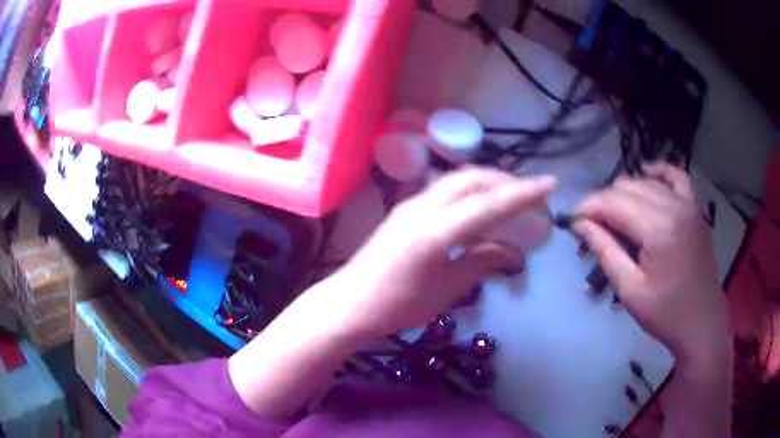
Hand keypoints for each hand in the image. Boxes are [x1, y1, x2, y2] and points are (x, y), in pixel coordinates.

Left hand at [320, 168, 556, 337]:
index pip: (489, 205)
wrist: (349, 304)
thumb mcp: (445, 291)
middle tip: (530, 194)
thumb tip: (513, 252)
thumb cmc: (397, 306)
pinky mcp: (404, 210)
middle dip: (505, 181)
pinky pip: (444, 190)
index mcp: (435, 232)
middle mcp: (423, 208)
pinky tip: (478, 207)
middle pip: (472, 179)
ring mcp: (410, 205)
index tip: (550, 184)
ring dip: (487, 183)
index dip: (523, 194)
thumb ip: (480, 263)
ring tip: (509, 197)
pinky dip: (469, 192)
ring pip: (457, 180)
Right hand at [573, 163, 728, 364]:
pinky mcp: (695, 209)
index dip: (590, 207)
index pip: (614, 203)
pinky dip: (659, 172)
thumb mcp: (630, 290)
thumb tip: (580, 225)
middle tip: (593, 225)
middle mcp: (673, 206)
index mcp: (658, 229)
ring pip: (647, 182)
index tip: (574, 221)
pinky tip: (647, 173)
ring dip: (626, 193)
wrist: (702, 322)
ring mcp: (688, 204)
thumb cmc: (665, 313)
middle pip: (628, 188)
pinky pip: (676, 177)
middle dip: (605, 202)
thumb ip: (605, 251)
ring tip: (615, 215)